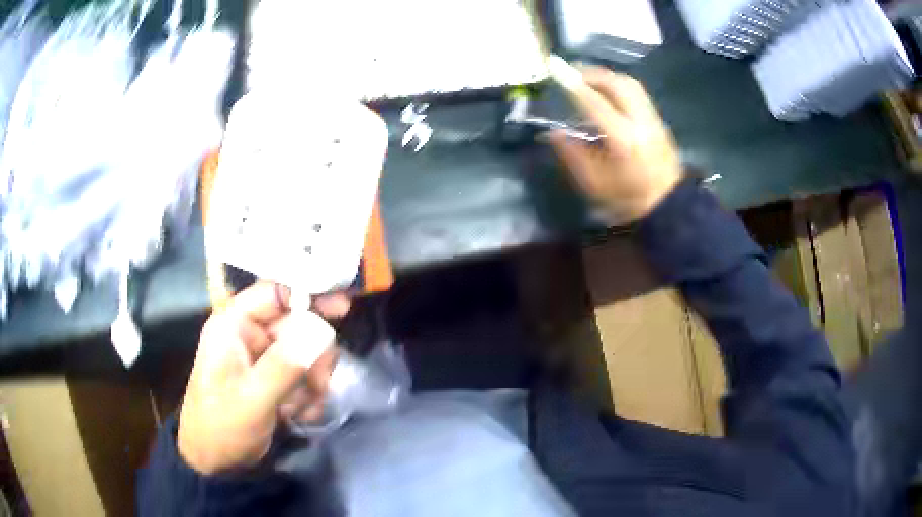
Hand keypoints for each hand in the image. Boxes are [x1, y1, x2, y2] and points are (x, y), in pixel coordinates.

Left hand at [178, 282, 348, 473]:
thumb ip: (284, 366)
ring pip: (307, 353)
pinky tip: (299, 415)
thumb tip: (321, 329)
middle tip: (319, 384)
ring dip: (313, 381)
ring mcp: (264, 358)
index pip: (274, 292)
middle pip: (298, 325)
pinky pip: (305, 375)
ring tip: (303, 409)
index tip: (342, 308)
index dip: (308, 294)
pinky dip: (309, 396)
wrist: (216, 463)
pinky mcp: (274, 379)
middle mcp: (250, 335)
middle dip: (313, 357)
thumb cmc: (222, 427)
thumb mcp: (251, 399)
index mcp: (234, 325)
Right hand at [549, 66, 682, 222]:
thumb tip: (551, 133)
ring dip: (608, 76)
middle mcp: (641, 122)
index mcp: (623, 139)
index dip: (573, 84)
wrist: (667, 205)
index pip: (594, 102)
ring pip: (631, 84)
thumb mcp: (593, 183)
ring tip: (589, 79)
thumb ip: (572, 154)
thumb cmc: (627, 199)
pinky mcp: (658, 121)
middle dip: (593, 73)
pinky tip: (608, 92)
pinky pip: (637, 93)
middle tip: (572, 73)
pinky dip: (619, 85)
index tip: (556, 69)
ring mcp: (653, 119)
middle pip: (617, 83)